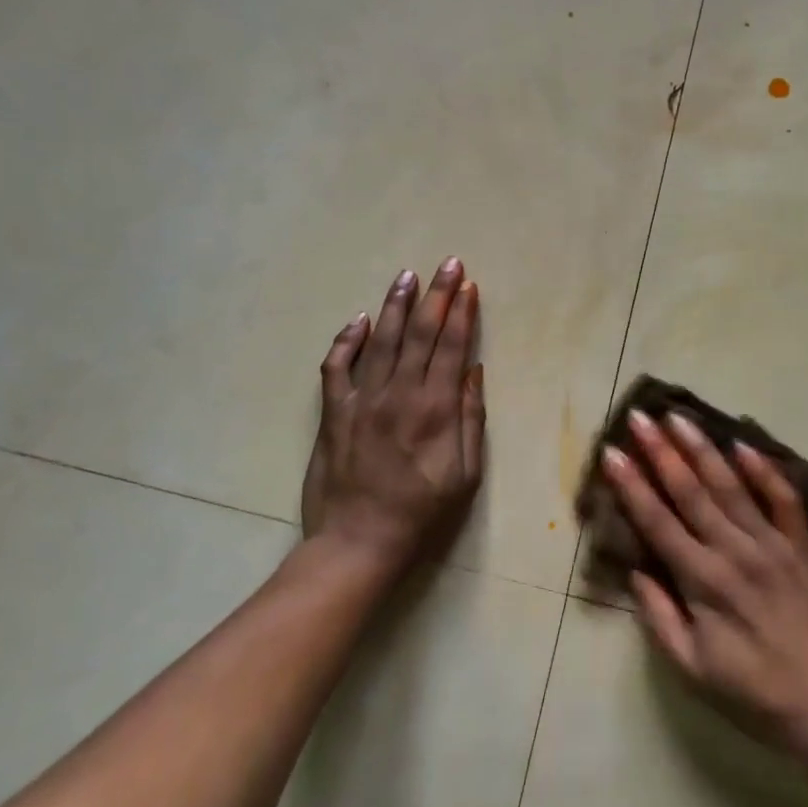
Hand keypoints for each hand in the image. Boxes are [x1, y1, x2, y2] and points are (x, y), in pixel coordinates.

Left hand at [301, 258, 484, 570]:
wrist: (359, 542)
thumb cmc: (422, 512)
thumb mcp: (466, 473)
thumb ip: (471, 417)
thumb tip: (473, 369)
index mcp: (436, 408)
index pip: (451, 346)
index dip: (461, 313)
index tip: (468, 285)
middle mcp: (399, 394)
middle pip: (421, 332)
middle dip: (436, 295)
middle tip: (447, 264)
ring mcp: (362, 399)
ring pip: (382, 339)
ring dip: (397, 304)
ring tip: (408, 276)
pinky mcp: (334, 411)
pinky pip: (337, 366)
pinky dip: (348, 339)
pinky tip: (361, 320)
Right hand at [604, 410, 807, 771]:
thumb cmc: (758, 695)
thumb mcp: (694, 671)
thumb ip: (660, 618)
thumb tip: (636, 570)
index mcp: (703, 582)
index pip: (657, 521)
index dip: (631, 485)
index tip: (611, 453)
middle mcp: (735, 551)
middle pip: (690, 491)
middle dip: (660, 451)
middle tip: (639, 418)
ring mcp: (772, 543)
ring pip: (731, 485)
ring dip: (702, 448)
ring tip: (679, 417)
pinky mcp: (803, 545)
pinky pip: (783, 498)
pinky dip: (764, 469)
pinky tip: (743, 443)